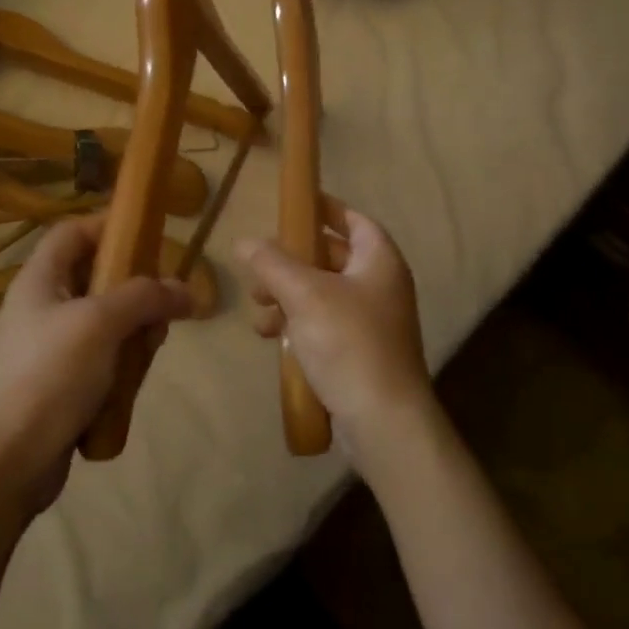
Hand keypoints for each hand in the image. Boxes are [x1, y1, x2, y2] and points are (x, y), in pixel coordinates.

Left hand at [0, 214, 191, 519]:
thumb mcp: (101, 324)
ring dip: (133, 329)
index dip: (109, 226)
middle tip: (161, 307)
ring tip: (150, 348)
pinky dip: (121, 362)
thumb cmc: (49, 377)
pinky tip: (133, 381)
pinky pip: (99, 356)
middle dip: (134, 288)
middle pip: (94, 276)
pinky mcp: (58, 382)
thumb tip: (186, 290)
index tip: (150, 237)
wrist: (8, 462)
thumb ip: (145, 298)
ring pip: (103, 320)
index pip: (73, 232)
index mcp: (39, 280)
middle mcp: (41, 306)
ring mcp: (48, 346)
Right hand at [234, 208, 437, 480]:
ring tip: (260, 312)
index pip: (354, 220)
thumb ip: (272, 263)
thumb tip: (245, 241)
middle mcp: (380, 286)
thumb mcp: (304, 295)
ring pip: (321, 295)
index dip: (325, 209)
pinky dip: (298, 326)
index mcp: (379, 261)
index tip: (294, 206)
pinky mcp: (358, 353)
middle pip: (331, 258)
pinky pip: (323, 326)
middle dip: (291, 262)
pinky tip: (274, 340)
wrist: (383, 422)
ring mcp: (371, 322)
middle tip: (259, 269)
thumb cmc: (349, 344)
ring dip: (287, 297)